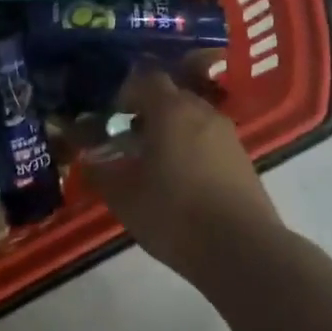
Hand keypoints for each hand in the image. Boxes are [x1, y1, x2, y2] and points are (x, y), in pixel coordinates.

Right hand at [83, 64, 282, 274]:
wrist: (242, 250)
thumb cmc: (174, 214)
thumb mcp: (123, 197)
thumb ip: (100, 173)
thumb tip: (88, 160)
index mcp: (171, 110)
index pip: (146, 79)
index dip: (124, 92)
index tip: (108, 115)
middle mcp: (202, 113)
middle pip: (171, 98)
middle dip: (147, 112)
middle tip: (126, 139)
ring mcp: (228, 136)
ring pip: (192, 120)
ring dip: (171, 133)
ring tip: (152, 163)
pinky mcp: (243, 161)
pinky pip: (209, 142)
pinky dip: (191, 151)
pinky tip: (179, 181)